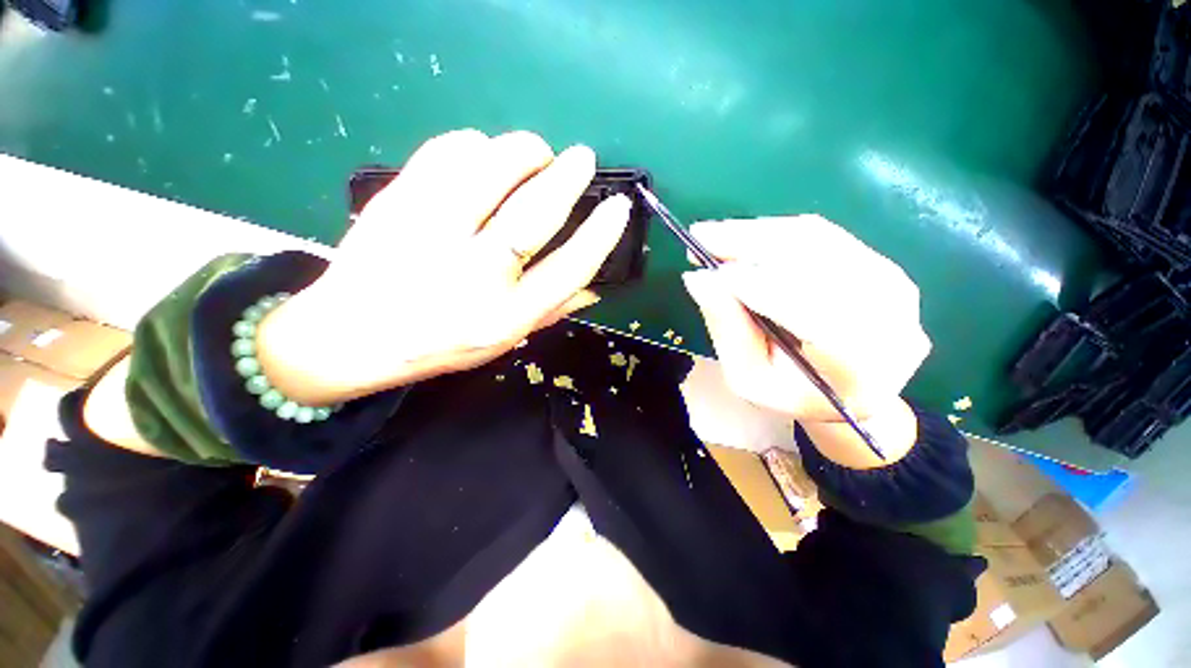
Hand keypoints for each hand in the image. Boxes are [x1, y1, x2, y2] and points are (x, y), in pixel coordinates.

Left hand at [258, 130, 630, 403]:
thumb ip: (551, 311)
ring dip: (523, 151)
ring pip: (489, 170)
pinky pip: (444, 153)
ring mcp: (430, 234)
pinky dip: (474, 144)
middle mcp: (473, 275)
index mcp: (504, 316)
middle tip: (582, 158)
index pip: (569, 269)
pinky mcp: (396, 203)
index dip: (600, 235)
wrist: (350, 336)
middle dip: (567, 178)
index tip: (617, 207)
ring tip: (536, 153)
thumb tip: (595, 287)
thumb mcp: (504, 340)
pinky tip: (483, 154)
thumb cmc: (439, 343)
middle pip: (534, 214)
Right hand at [681, 216, 929, 465]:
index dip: (759, 287)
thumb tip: (699, 279)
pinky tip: (743, 237)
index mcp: (859, 367)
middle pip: (816, 263)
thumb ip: (728, 330)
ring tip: (714, 236)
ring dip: (757, 233)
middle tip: (701, 238)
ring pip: (816, 240)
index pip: (812, 314)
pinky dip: (775, 232)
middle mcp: (890, 318)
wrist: (849, 391)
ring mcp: (891, 285)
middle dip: (750, 245)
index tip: (708, 271)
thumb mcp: (748, 377)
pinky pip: (821, 235)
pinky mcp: (879, 264)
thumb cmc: (791, 393)